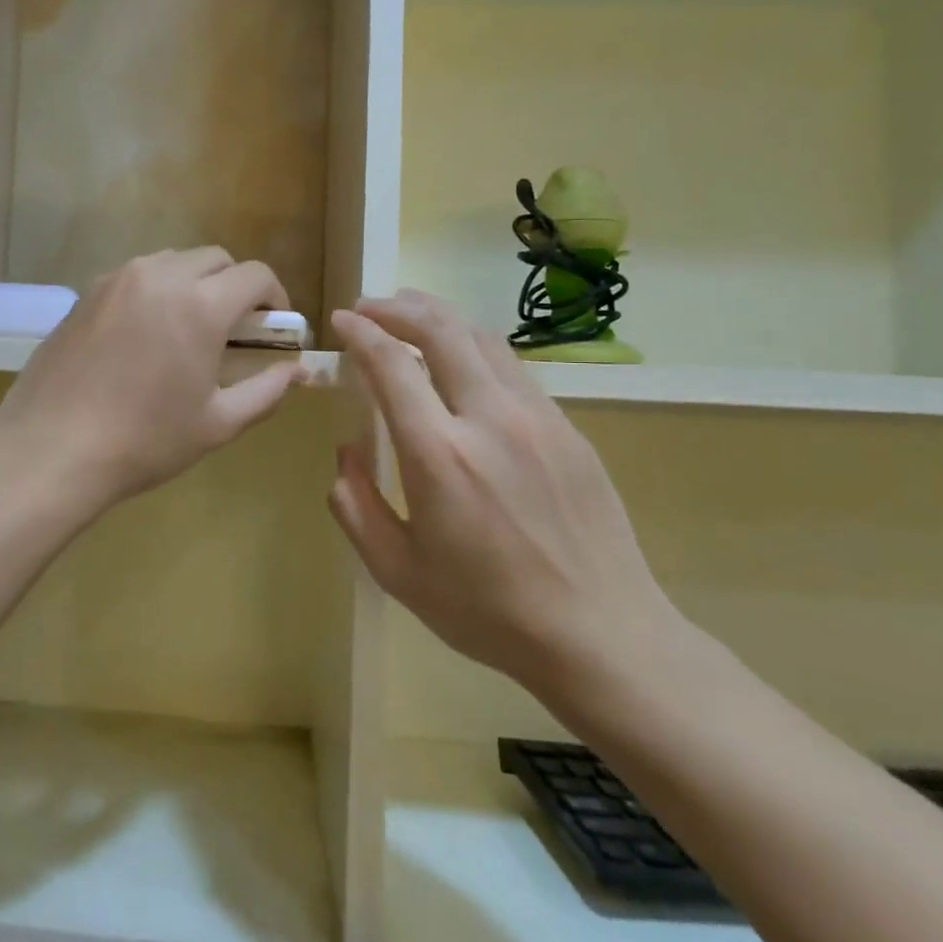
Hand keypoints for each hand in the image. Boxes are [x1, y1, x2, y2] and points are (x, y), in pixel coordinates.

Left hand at [0, 249, 307, 513]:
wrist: (52, 448)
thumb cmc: (145, 441)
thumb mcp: (217, 423)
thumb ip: (266, 391)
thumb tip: (296, 372)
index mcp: (200, 305)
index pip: (255, 275)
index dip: (275, 297)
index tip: (273, 327)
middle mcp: (160, 277)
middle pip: (215, 259)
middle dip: (234, 286)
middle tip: (233, 330)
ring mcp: (117, 280)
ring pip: (172, 261)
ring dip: (194, 283)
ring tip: (187, 329)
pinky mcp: (86, 293)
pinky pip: (135, 276)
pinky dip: (155, 290)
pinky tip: (144, 334)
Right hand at [329, 291, 681, 694]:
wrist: (602, 634)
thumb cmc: (488, 611)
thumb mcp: (398, 572)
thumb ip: (356, 506)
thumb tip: (346, 452)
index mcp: (439, 455)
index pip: (392, 365)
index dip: (360, 334)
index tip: (340, 322)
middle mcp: (489, 419)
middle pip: (442, 330)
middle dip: (397, 307)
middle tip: (369, 307)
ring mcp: (537, 418)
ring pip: (483, 338)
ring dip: (439, 317)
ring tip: (410, 315)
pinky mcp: (568, 429)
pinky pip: (513, 368)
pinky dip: (475, 347)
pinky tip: (462, 362)